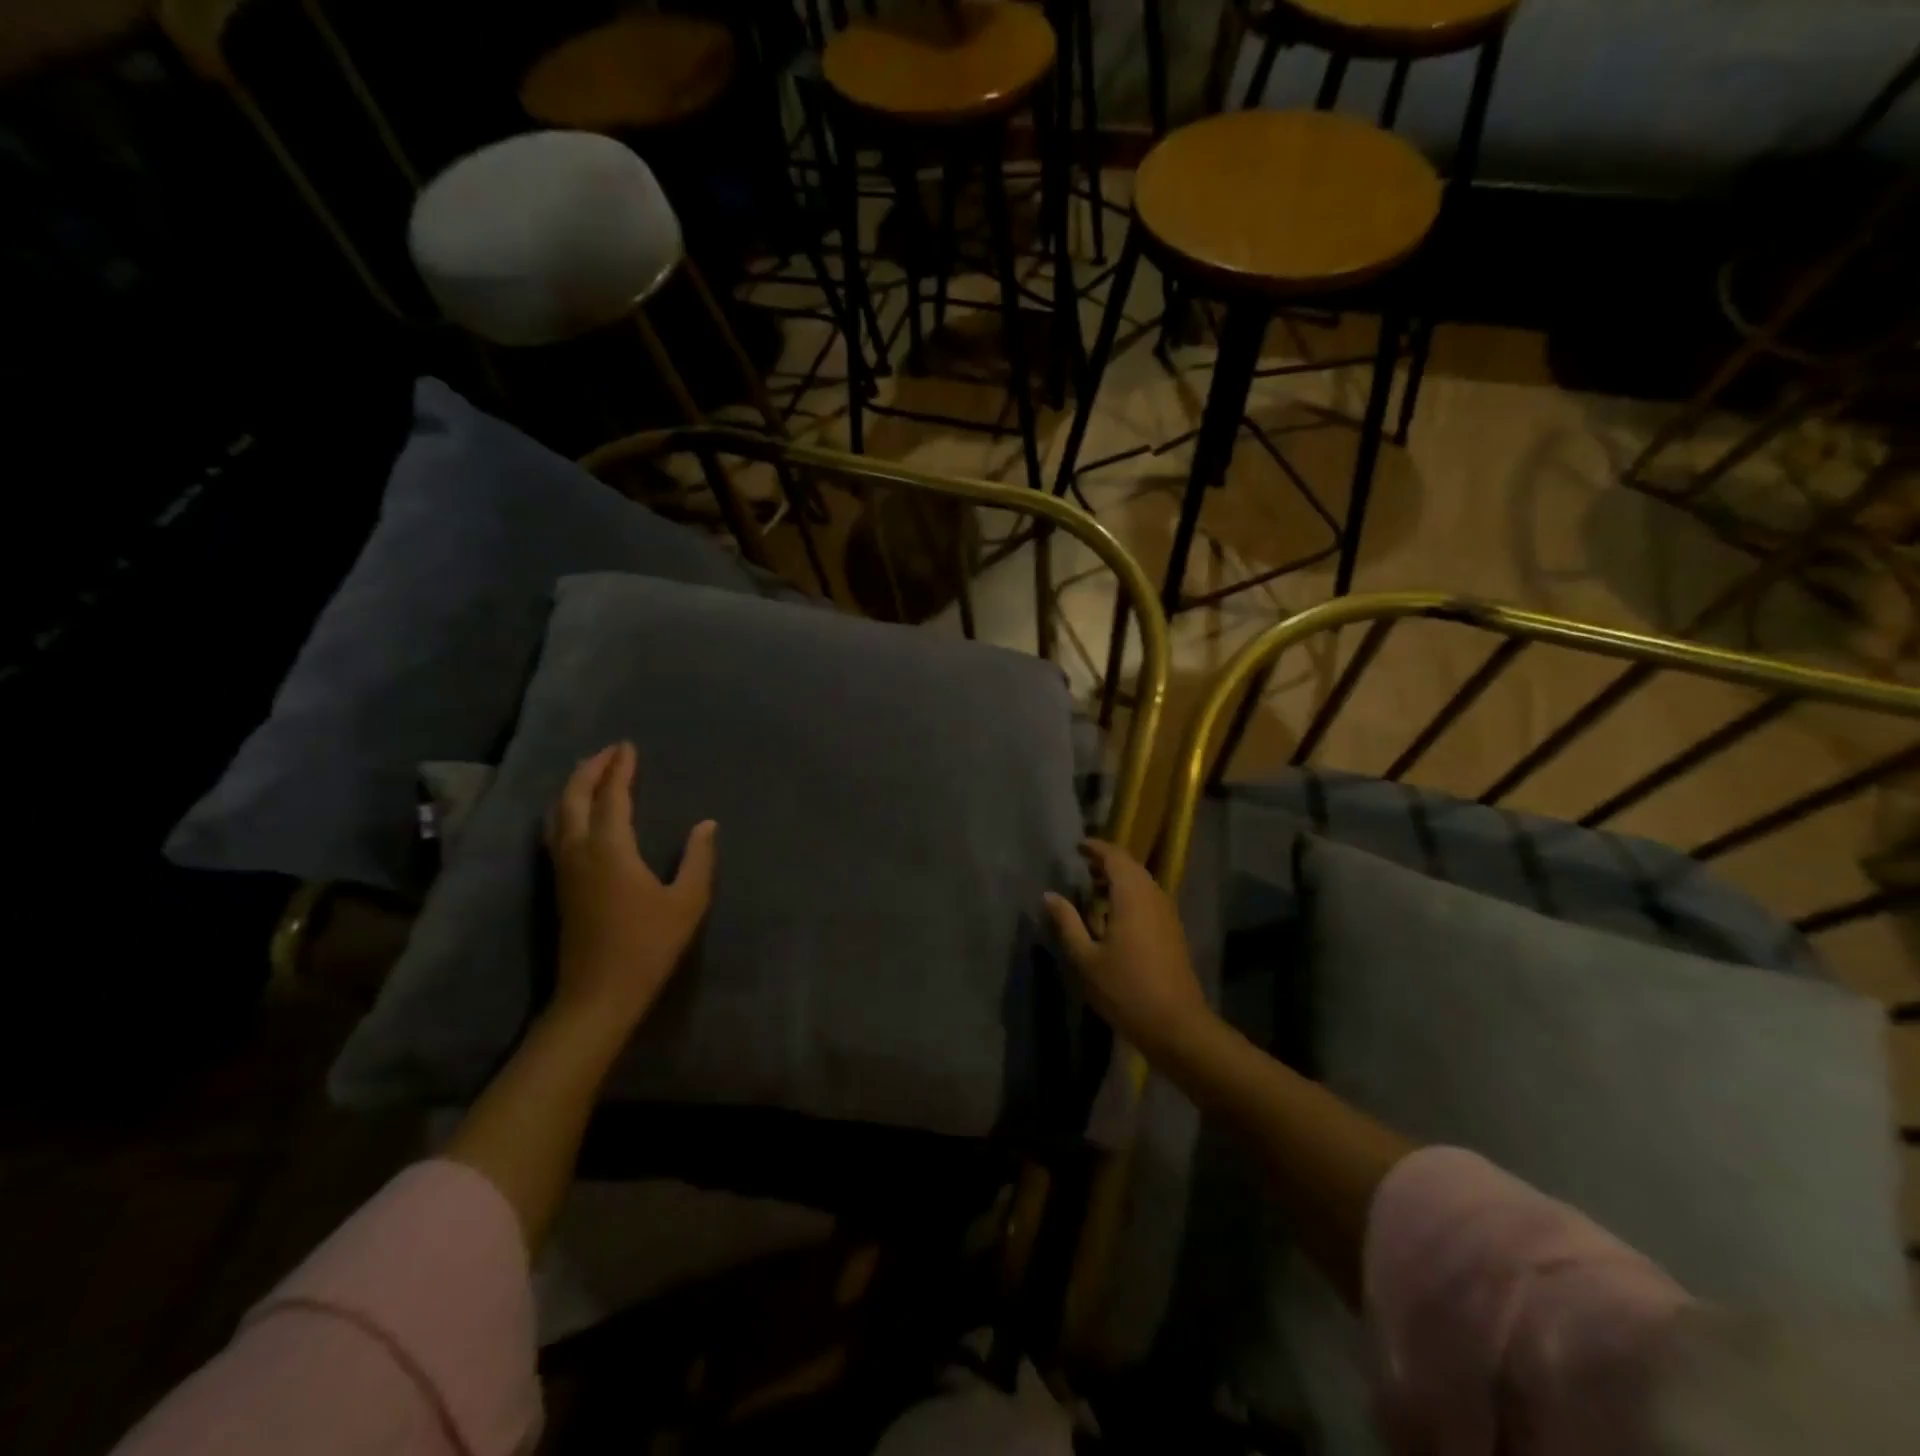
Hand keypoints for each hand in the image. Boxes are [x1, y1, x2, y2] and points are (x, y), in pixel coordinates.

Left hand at [545, 742, 715, 1031]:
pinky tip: (578, 814)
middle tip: (609, 752)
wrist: (598, 994)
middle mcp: (579, 851)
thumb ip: (698, 859)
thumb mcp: (687, 902)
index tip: (628, 747)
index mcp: (610, 850)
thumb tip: (706, 824)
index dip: (619, 770)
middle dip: (589, 770)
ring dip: (573, 788)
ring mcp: (564, 869)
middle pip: (573, 798)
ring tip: (591, 774)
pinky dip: (567, 810)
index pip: (610, 797)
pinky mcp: (560, 886)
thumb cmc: (647, 946)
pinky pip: (556, 832)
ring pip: (558, 815)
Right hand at [1044, 839, 1210, 1057]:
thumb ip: (1067, 922)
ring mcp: (1167, 914)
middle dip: (1107, 862)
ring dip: (1119, 879)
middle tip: (1082, 866)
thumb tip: (1049, 895)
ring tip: (1094, 888)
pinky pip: (1149, 898)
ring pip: (1142, 883)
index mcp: (1132, 896)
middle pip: (1131, 867)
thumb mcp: (1086, 958)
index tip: (1077, 847)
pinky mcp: (1173, 931)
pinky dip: (1130, 895)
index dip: (1096, 848)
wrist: (1176, 1025)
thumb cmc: (1125, 990)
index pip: (1115, 857)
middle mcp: (1153, 896)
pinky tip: (1114, 914)